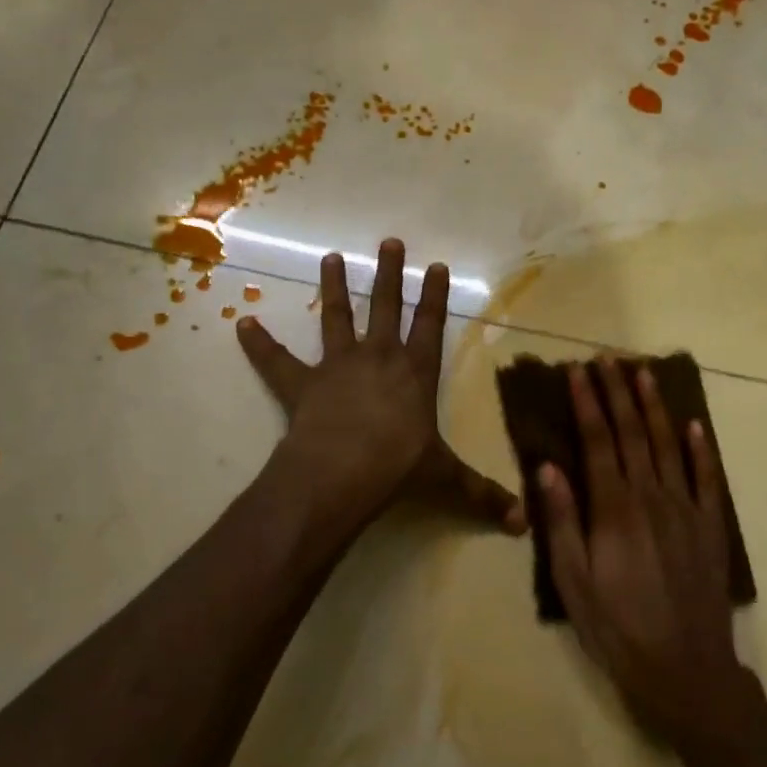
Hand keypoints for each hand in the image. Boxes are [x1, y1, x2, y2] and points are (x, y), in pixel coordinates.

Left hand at [237, 239, 526, 547]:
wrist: (343, 472)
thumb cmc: (399, 467)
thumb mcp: (446, 479)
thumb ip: (482, 495)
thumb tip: (522, 523)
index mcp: (415, 372)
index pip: (430, 325)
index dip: (434, 296)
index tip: (435, 265)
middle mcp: (379, 357)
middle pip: (386, 306)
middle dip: (389, 274)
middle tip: (389, 242)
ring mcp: (338, 366)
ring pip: (338, 318)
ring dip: (335, 288)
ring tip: (330, 258)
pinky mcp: (302, 383)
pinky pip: (277, 360)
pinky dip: (260, 344)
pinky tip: (243, 324)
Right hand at [538, 359, 749, 745]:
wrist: (684, 670)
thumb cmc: (617, 627)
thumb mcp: (573, 581)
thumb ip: (561, 520)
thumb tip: (546, 467)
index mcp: (613, 508)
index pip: (597, 441)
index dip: (586, 402)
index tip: (577, 371)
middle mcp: (651, 497)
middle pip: (632, 433)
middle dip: (617, 392)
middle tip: (607, 358)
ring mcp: (686, 509)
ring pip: (668, 445)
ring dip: (654, 406)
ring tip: (644, 373)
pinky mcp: (710, 526)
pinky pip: (706, 478)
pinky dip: (700, 448)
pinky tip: (693, 424)